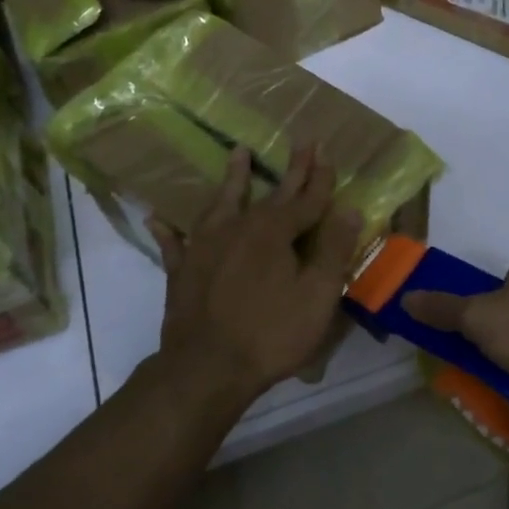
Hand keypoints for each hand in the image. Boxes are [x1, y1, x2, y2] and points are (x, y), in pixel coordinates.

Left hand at [148, 144, 362, 405]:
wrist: (206, 368)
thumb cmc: (271, 333)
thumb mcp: (318, 296)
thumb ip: (334, 250)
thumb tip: (350, 209)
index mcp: (275, 232)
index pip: (307, 198)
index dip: (320, 177)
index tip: (326, 149)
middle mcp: (239, 227)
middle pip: (272, 193)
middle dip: (291, 169)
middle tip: (302, 141)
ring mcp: (205, 245)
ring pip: (223, 203)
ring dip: (233, 178)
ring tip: (237, 151)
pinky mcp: (182, 269)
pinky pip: (174, 242)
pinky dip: (168, 229)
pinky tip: (158, 217)